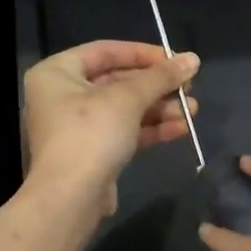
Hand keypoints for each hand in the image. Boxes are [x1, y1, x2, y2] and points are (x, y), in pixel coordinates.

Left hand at [24, 41, 198, 215]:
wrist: (71, 198)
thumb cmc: (91, 134)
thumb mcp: (128, 98)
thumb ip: (161, 76)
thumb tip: (193, 58)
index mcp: (57, 72)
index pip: (105, 51)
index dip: (143, 53)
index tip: (176, 59)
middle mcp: (62, 96)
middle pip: (117, 81)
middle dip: (156, 87)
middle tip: (190, 87)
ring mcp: (76, 127)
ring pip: (124, 109)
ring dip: (159, 109)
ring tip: (192, 110)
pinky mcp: (91, 153)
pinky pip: (123, 132)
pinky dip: (150, 129)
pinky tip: (180, 129)